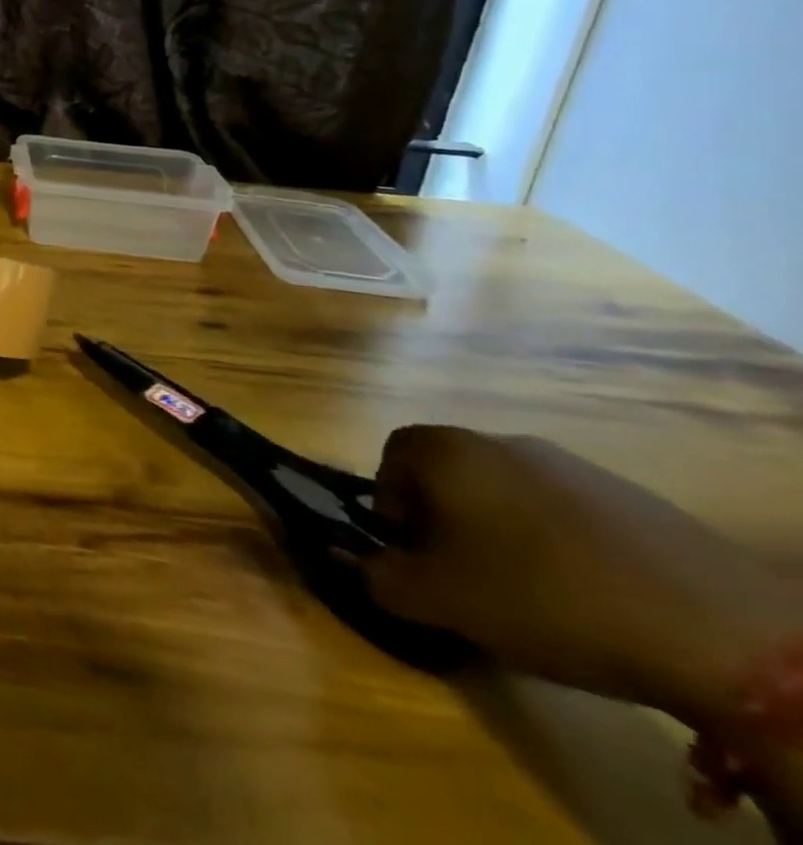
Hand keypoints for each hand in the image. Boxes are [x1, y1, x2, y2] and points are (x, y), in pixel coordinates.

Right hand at [364, 426, 796, 728]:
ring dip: (501, 529)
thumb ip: (380, 576)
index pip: (391, 456)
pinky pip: (564, 509)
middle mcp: (499, 440)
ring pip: (506, 490)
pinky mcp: (630, 496)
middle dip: (444, 518)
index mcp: (447, 451)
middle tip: (463, 575)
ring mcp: (570, 464)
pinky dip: (557, 541)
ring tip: (526, 590)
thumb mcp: (442, 600)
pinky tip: (586, 593)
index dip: (390, 504)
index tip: (412, 553)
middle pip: (449, 470)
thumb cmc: (544, 597)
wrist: (716, 628)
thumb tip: (352, 561)